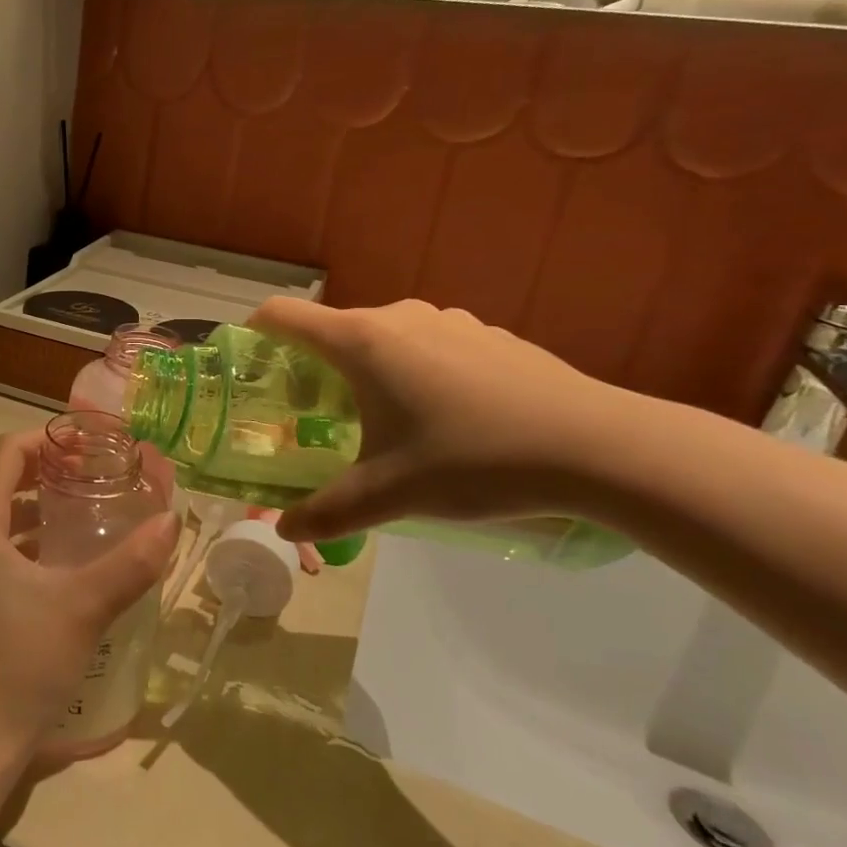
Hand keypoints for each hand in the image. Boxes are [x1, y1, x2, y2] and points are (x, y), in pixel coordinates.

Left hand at [0, 430, 180, 762]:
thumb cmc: (22, 662)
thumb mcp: (85, 607)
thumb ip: (132, 562)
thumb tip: (171, 521)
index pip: (5, 454)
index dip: (47, 440)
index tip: (89, 445)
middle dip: (46, 472)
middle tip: (95, 475)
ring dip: (37, 509)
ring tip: (86, 512)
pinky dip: (26, 542)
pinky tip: (64, 563)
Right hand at [250, 297, 627, 541]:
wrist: (597, 446)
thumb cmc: (473, 460)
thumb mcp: (390, 494)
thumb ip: (327, 513)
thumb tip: (283, 530)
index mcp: (361, 342)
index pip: (283, 316)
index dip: (254, 334)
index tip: (249, 368)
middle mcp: (398, 317)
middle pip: (332, 331)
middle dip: (313, 369)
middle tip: (315, 419)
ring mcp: (448, 320)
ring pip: (383, 339)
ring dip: (366, 371)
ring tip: (382, 422)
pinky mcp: (488, 334)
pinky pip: (428, 345)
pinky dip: (414, 371)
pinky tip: (446, 419)